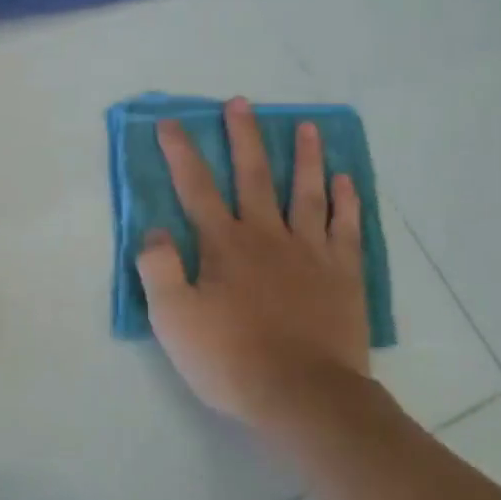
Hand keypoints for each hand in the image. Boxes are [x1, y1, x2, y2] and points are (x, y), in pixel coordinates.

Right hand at [136, 97, 372, 424]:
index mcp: (223, 245)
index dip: (181, 152)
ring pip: (306, 191)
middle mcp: (266, 235)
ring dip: (304, 156)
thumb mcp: (173, 320)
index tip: (171, 122)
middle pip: (253, 175)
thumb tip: (154, 230)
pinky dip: (345, 200)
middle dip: (244, 137)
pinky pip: (346, 227)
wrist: (304, 396)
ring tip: (307, 126)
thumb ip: (158, 269)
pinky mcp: (342, 273)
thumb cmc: (231, 359)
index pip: (196, 187)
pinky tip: (344, 180)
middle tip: (241, 102)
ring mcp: (309, 251)